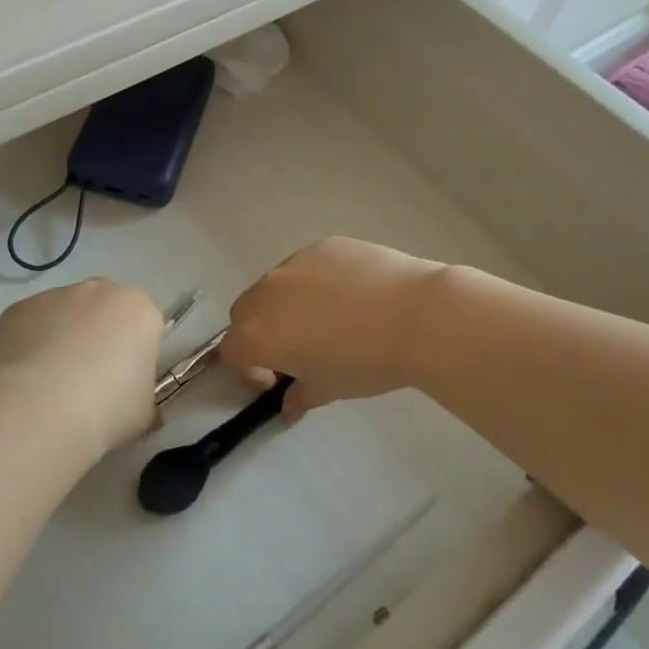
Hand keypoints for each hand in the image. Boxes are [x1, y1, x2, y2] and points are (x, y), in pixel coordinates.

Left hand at [0, 279, 163, 454]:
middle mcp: (99, 290)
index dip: (134, 354)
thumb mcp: (143, 412)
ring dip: (62, 337)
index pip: (143, 326)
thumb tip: (137, 405)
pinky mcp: (19, 308)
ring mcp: (55, 295)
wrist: (41, 410)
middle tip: (89, 379)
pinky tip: (25, 379)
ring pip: (64, 314)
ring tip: (51, 383)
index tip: (123, 382)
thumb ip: (143, 397)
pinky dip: (30, 344)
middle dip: (98, 335)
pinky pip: (30, 324)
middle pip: (104, 310)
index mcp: (139, 310)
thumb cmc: (106, 409)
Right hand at [222, 237, 445, 416]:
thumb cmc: (366, 362)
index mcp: (258, 334)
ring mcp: (294, 263)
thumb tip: (289, 403)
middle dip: (261, 333)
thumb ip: (300, 395)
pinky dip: (316, 282)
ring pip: (275, 285)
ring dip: (286, 305)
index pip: (233, 352)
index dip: (250, 370)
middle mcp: (266, 292)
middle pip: (245, 313)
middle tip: (297, 349)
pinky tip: (352, 295)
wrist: (415, 316)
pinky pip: (306, 266)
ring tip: (329, 319)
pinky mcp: (322, 245)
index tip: (279, 380)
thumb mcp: (329, 389)